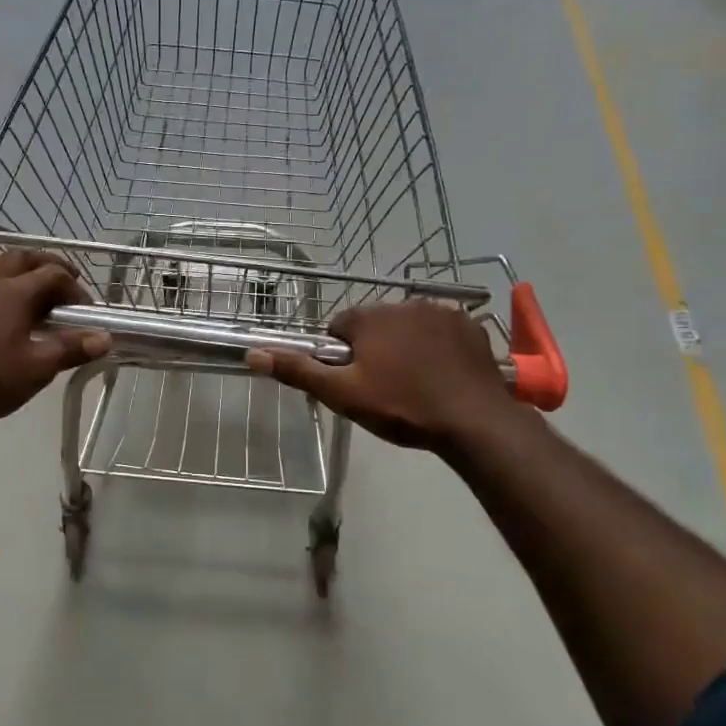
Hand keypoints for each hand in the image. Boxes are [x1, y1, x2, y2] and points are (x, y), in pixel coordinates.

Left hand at [0, 251, 110, 427]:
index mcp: (16, 293)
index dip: (74, 288)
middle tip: (61, 281)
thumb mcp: (39, 367)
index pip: (54, 276)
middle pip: (20, 259)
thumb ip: (72, 348)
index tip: (86, 311)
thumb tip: (105, 338)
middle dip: (45, 265)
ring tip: (11, 273)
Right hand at [247, 302, 519, 452]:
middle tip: (384, 387)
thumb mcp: (342, 394)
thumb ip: (298, 371)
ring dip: (406, 346)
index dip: (341, 355)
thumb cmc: (401, 407)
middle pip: (375, 325)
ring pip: (409, 327)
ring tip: (416, 384)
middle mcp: (403, 303)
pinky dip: (438, 348)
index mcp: (369, 317)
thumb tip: (253, 354)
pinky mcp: (470, 327)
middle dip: (374, 349)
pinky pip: (442, 332)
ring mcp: (442, 312)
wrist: (473, 421)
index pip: (338, 327)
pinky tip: (443, 376)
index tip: (353, 381)